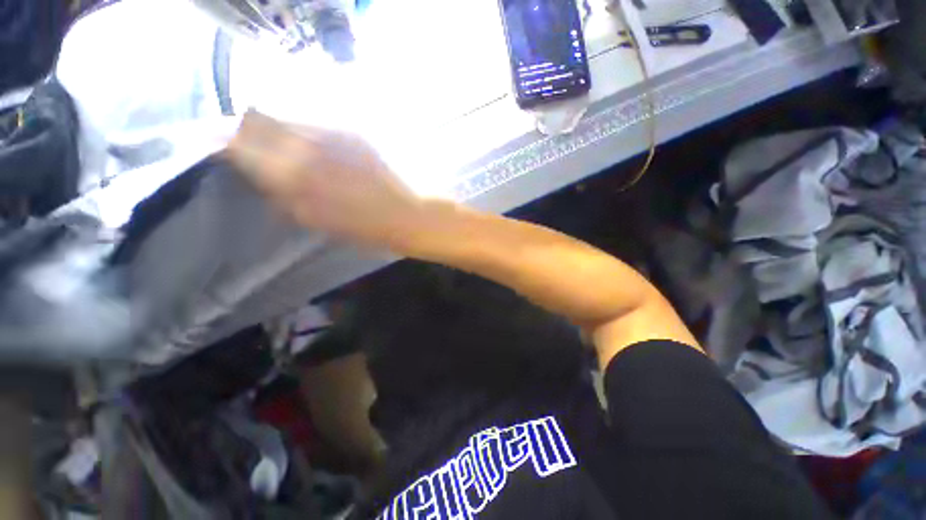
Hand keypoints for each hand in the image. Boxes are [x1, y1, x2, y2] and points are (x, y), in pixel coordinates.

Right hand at [227, 111, 425, 248]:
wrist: (411, 215)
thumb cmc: (368, 228)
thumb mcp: (316, 221)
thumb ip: (283, 196)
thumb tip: (262, 178)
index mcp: (295, 172)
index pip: (239, 142)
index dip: (221, 143)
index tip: (214, 149)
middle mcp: (308, 142)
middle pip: (258, 120)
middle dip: (243, 131)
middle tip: (243, 148)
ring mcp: (334, 133)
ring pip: (287, 119)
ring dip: (273, 130)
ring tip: (276, 149)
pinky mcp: (353, 133)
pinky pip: (315, 125)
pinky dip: (301, 133)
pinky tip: (309, 149)